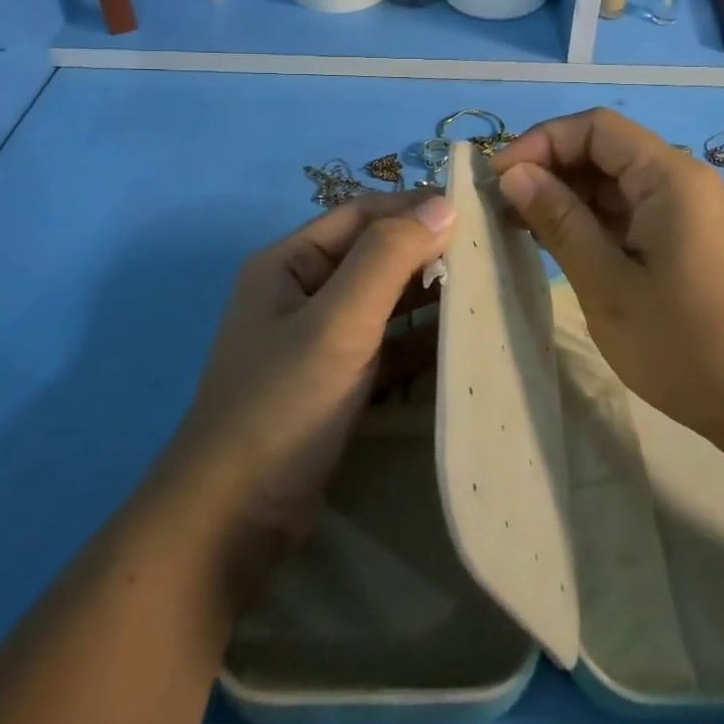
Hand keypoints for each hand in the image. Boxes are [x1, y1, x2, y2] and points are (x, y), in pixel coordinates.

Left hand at [165, 191, 454, 599]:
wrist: (232, 520)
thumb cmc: (283, 403)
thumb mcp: (337, 322)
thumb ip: (389, 258)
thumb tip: (443, 204)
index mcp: (289, 262)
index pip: (361, 214)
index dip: (415, 205)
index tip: (475, 207)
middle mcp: (301, 292)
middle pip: (374, 255)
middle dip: (427, 250)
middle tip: (490, 249)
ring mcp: (318, 340)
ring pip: (383, 301)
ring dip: (428, 294)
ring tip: (487, 287)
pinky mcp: (335, 382)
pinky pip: (386, 345)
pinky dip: (419, 340)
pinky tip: (461, 339)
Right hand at [493, 108, 723, 443]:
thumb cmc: (686, 346)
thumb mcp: (608, 285)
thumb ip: (559, 221)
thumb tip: (514, 174)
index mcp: (670, 178)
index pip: (596, 127)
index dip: (541, 141)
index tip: (499, 178)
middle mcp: (684, 181)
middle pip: (606, 150)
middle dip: (551, 169)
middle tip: (501, 208)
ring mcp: (691, 212)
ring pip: (617, 183)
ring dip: (569, 197)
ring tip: (521, 227)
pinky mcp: (691, 240)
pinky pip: (634, 212)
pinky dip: (595, 221)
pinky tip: (562, 245)